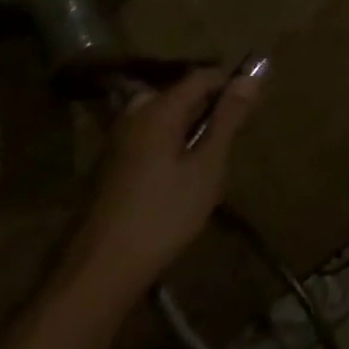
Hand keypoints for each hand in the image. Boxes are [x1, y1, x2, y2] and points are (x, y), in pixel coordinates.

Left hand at [61, 67, 261, 305]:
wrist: (98, 273)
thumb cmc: (162, 216)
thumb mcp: (206, 167)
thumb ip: (228, 119)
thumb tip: (251, 76)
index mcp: (159, 109)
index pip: (201, 76)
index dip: (228, 83)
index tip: (249, 105)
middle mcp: (134, 116)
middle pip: (178, 94)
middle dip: (205, 107)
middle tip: (226, 138)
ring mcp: (116, 142)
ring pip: (160, 117)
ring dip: (185, 127)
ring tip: (205, 159)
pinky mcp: (107, 168)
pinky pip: (145, 138)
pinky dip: (166, 144)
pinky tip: (175, 179)